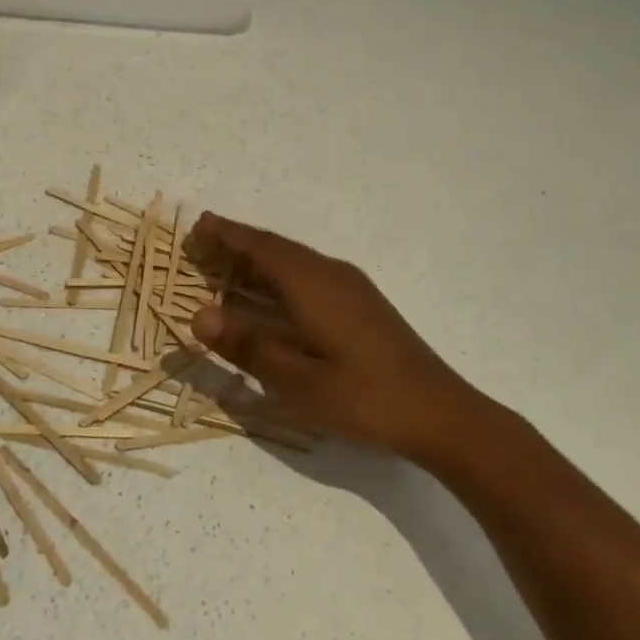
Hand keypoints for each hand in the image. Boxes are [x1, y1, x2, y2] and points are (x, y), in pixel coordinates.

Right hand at [186, 213, 502, 463]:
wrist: (441, 413)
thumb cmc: (363, 398)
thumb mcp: (297, 381)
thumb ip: (247, 346)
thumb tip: (199, 314)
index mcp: (312, 283)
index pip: (260, 247)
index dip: (227, 234)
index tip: (198, 225)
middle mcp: (331, 274)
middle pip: (276, 249)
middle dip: (238, 244)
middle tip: (202, 245)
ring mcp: (350, 287)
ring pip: (294, 262)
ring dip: (259, 261)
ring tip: (227, 265)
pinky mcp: (361, 305)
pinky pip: (308, 275)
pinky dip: (280, 277)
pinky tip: (273, 297)